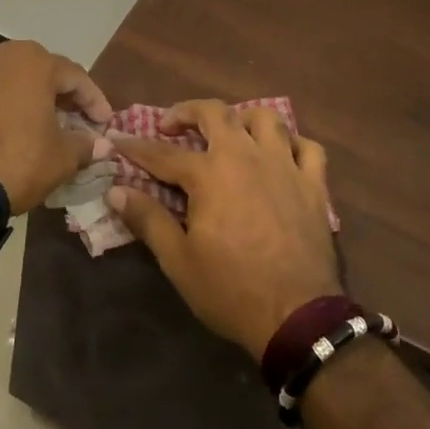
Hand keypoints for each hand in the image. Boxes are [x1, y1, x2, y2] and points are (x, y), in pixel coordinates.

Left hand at [0, 40, 112, 212]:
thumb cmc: (15, 161)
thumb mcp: (61, 158)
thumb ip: (85, 145)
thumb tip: (101, 144)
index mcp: (34, 61)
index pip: (76, 76)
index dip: (94, 101)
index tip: (104, 123)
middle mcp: (0, 55)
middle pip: (41, 72)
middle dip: (61, 96)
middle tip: (74, 121)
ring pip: (10, 81)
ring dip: (28, 100)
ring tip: (39, 126)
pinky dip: (0, 108)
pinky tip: (5, 132)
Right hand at [110, 100, 340, 358]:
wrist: (297, 316)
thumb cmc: (231, 289)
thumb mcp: (179, 261)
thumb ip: (148, 219)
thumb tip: (115, 191)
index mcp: (210, 174)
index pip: (164, 154)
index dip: (138, 148)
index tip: (120, 143)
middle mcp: (246, 157)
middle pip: (216, 113)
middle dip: (188, 112)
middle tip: (172, 126)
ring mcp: (284, 166)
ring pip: (266, 118)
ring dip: (243, 119)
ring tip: (230, 134)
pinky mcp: (314, 184)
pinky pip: (308, 148)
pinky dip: (293, 144)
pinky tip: (282, 155)